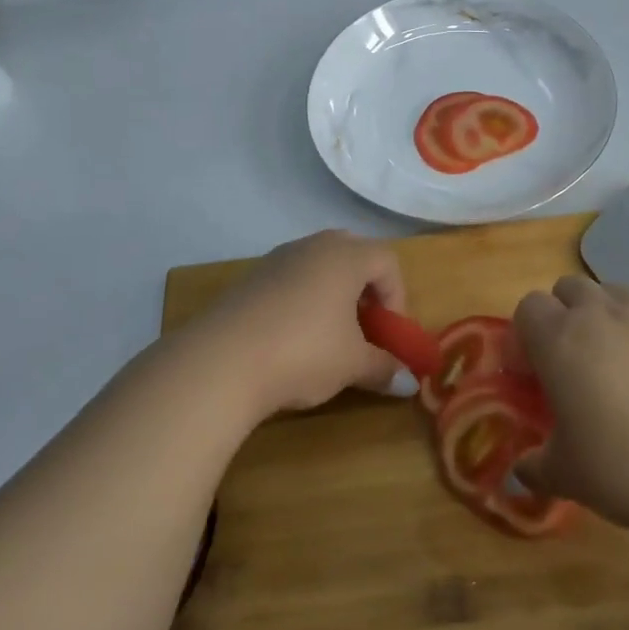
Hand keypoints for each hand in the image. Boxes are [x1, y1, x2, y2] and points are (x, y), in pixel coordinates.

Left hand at [194, 230, 416, 419]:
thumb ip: (384, 368)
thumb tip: (407, 383)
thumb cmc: (303, 352)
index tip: (390, 334)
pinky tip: (292, 340)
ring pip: (318, 267)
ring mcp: (277, 259)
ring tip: (329, 337)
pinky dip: (302, 302)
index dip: (397, 297)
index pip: (387, 261)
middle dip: (365, 290)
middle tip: (364, 328)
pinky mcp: (249, 278)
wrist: (221, 361)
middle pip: (353, 255)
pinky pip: (289, 280)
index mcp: (345, 256)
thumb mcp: (352, 364)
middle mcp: (313, 246)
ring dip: (333, 296)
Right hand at [513, 276, 628, 542]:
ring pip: (611, 294)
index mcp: (560, 340)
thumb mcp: (566, 476)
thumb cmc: (625, 469)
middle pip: (568, 289)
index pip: (528, 307)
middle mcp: (600, 315)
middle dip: (563, 315)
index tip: (532, 373)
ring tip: (613, 363)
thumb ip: (535, 465)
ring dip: (602, 316)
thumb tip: (521, 471)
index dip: (525, 336)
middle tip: (570, 363)